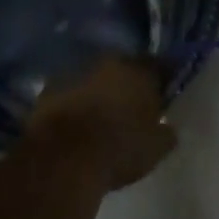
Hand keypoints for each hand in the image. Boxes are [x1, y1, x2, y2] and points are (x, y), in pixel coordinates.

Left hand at [23, 58, 176, 190]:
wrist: (64, 155)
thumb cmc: (118, 149)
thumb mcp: (155, 149)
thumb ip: (165, 133)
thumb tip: (167, 127)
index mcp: (139, 71)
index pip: (159, 66)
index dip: (162, 80)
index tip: (164, 94)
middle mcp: (108, 62)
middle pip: (124, 68)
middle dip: (129, 83)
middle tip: (133, 106)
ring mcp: (76, 71)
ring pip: (95, 77)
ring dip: (100, 91)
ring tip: (103, 117)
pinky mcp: (50, 86)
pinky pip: (71, 90)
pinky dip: (77, 101)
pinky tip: (78, 123)